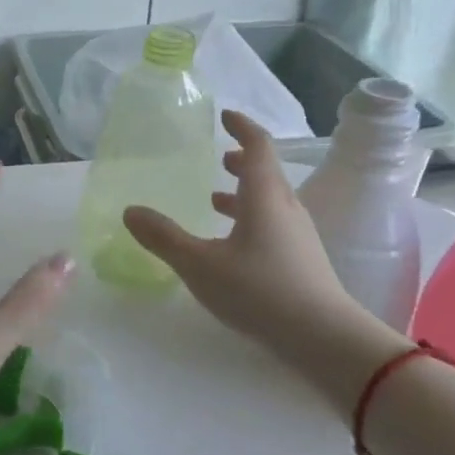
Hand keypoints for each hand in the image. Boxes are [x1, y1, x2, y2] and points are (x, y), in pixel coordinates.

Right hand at [123, 110, 408, 403]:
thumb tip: (130, 211)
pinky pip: (274, 224)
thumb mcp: (200, 264)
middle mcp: (285, 208)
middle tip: (220, 157)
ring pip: (271, 201)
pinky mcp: (302, 260)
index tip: (226, 116)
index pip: (258, 147)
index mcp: (264, 196)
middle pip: (267, 172)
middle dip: (243, 160)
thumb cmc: (259, 291)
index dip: (242, 127)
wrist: (324, 338)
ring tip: (216, 198)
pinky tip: (233, 243)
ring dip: (246, 192)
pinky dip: (251, 218)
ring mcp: (298, 236)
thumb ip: (164, 238)